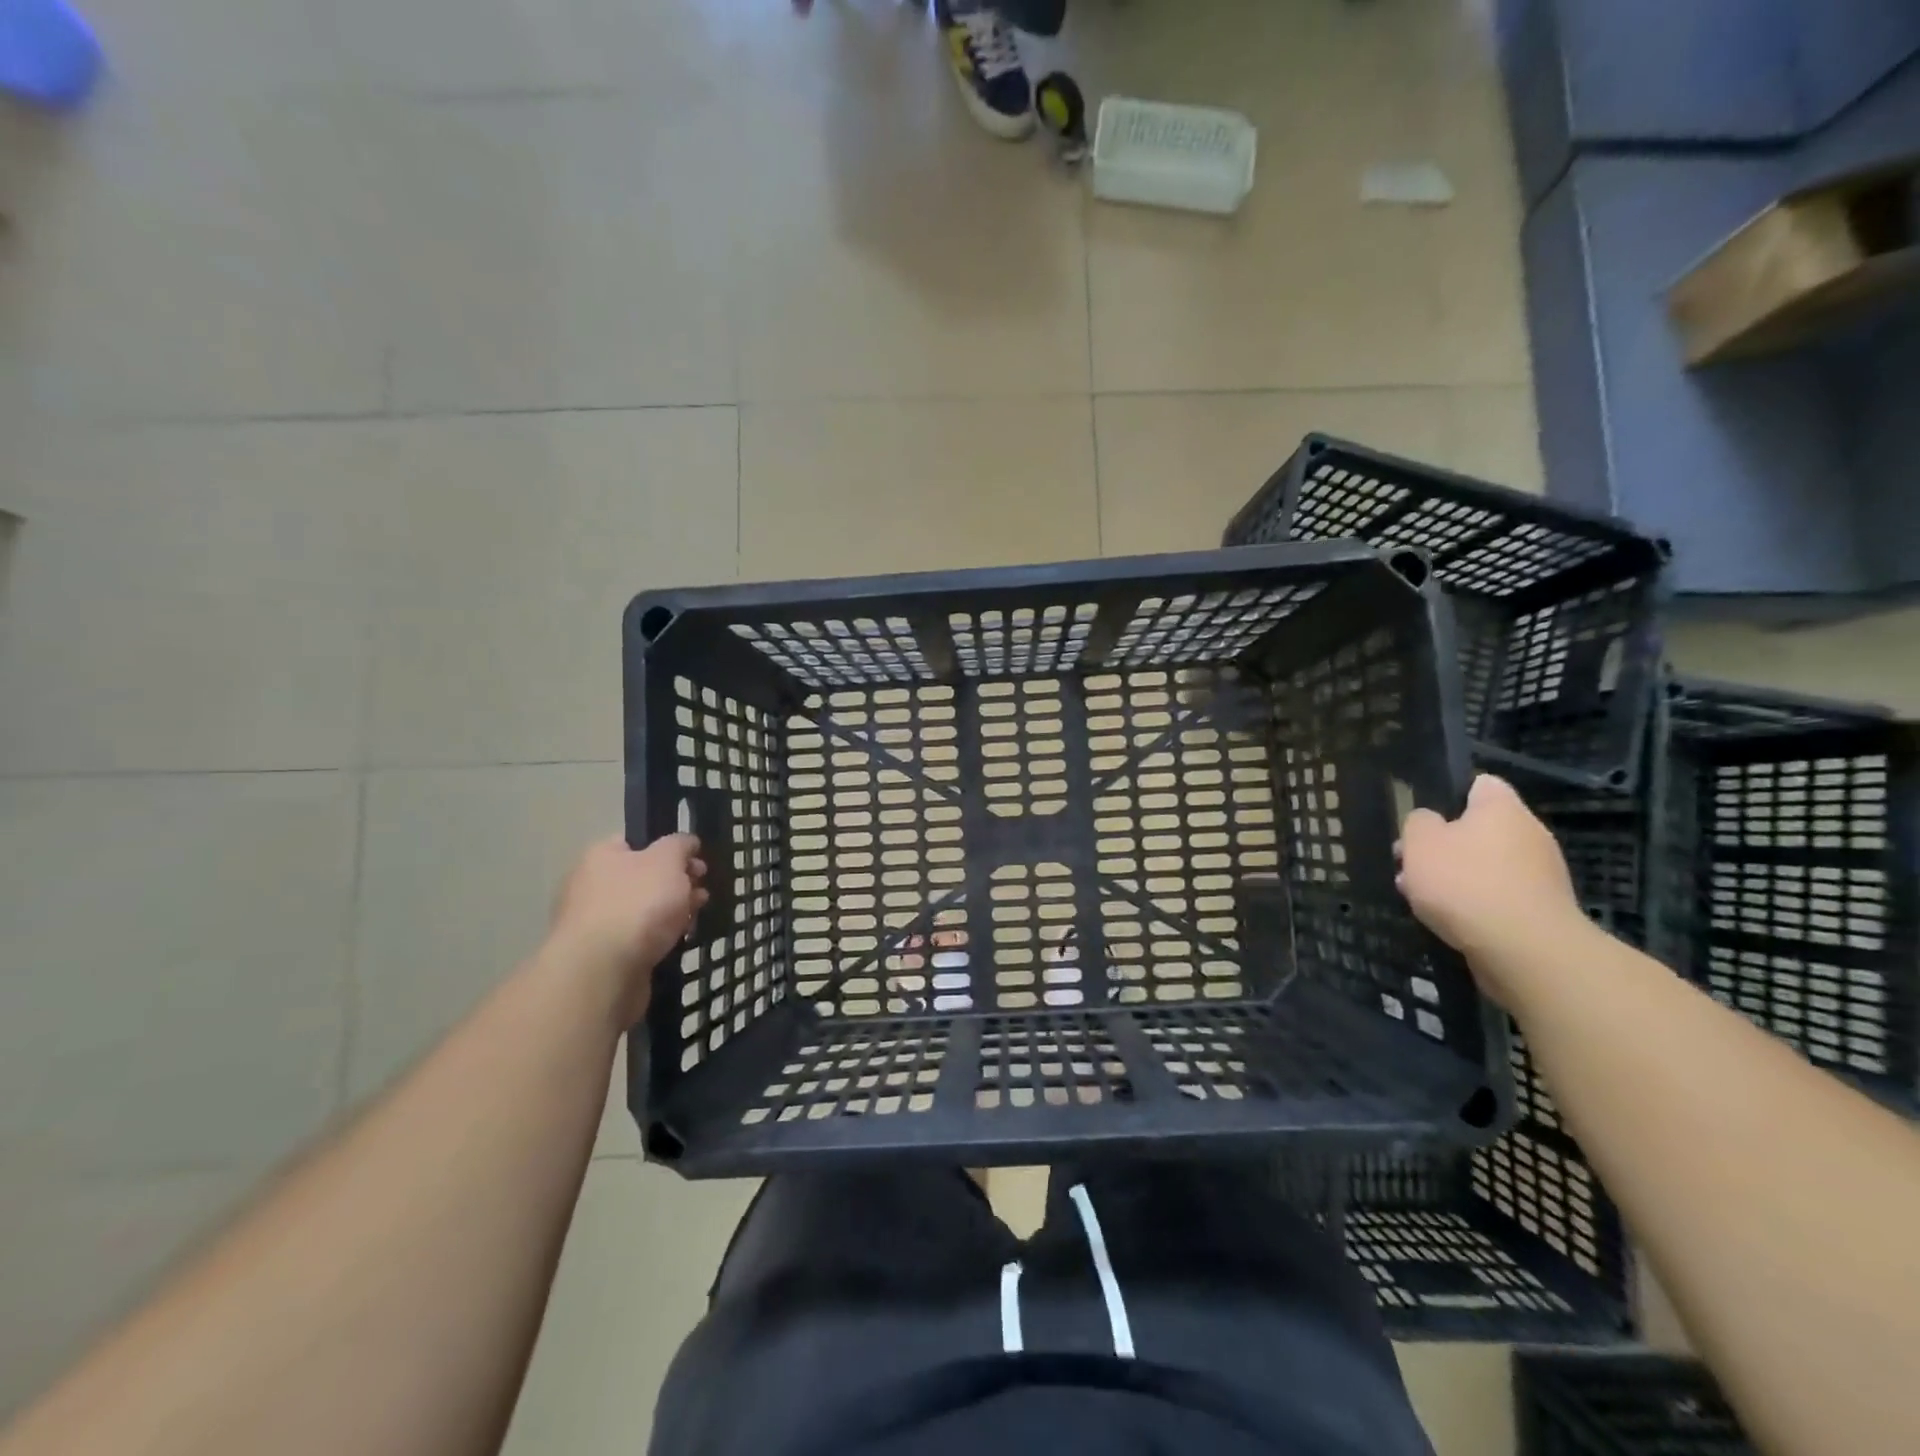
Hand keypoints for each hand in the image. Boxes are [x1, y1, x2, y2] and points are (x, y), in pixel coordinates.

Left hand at [546, 835, 707, 1024]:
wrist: (603, 972)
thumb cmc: (637, 904)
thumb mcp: (667, 860)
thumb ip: (680, 845)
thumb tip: (686, 842)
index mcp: (601, 856)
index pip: (637, 843)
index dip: (670, 848)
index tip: (696, 860)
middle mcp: (592, 886)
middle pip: (643, 877)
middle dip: (676, 883)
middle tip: (702, 891)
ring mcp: (596, 924)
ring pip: (643, 910)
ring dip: (671, 912)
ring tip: (696, 918)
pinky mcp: (604, 956)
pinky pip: (638, 939)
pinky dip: (659, 938)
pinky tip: (677, 942)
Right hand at [1396, 775, 1587, 1005]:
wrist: (1525, 950)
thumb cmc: (1465, 882)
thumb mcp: (1420, 843)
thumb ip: (1418, 823)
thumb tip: (1429, 822)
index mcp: (1502, 808)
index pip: (1480, 784)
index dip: (1449, 795)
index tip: (1423, 816)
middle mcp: (1529, 834)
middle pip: (1479, 829)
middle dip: (1444, 845)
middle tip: (1411, 862)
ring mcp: (1541, 874)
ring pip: (1486, 865)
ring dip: (1454, 876)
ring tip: (1419, 896)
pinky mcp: (1542, 910)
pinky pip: (1499, 896)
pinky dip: (1474, 903)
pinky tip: (1447, 919)